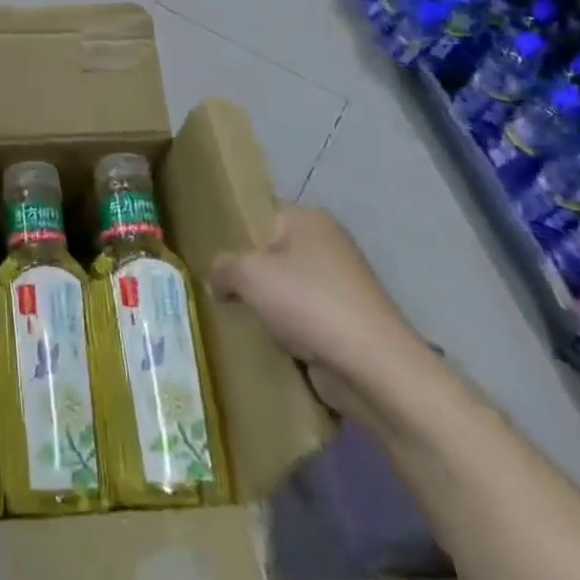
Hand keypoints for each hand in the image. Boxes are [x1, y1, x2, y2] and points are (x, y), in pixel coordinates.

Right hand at [209, 206, 427, 422]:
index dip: (232, 231)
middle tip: (215, 285)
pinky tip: (263, 339)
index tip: (207, 251)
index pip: (259, 213)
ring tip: (234, 314)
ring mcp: (340, 283)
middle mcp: (327, 243)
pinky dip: (285, 327)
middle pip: (270, 251)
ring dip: (265, 303)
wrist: (373, 367)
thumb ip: (222, 267)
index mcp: (308, 218)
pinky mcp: (346, 320)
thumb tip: (216, 281)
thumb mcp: (248, 274)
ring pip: (285, 286)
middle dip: (246, 271)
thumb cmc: (308, 302)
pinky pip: (302, 315)